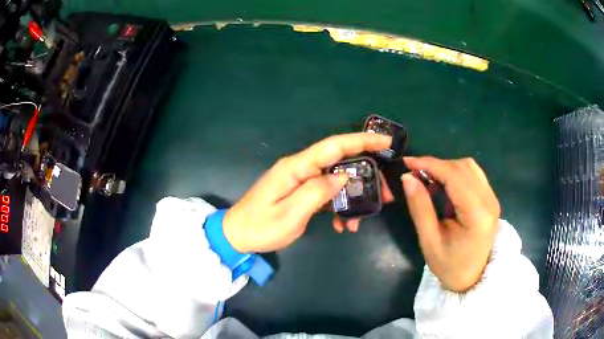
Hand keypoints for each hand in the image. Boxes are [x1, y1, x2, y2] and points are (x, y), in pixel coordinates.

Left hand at [223, 133, 392, 252]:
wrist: (237, 235)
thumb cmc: (260, 227)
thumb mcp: (290, 215)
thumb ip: (317, 192)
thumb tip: (343, 176)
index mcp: (296, 167)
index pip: (334, 146)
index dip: (362, 141)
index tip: (386, 141)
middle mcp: (300, 168)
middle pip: (340, 161)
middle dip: (366, 174)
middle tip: (386, 193)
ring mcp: (301, 179)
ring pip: (336, 180)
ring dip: (353, 197)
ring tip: (361, 220)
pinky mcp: (301, 191)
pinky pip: (326, 193)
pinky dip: (338, 206)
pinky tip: (341, 224)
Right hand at [401, 157, 500, 292]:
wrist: (472, 278)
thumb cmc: (449, 266)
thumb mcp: (429, 241)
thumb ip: (420, 208)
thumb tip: (408, 178)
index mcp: (477, 214)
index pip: (454, 176)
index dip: (430, 164)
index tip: (407, 162)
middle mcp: (489, 201)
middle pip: (462, 167)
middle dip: (436, 165)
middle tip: (414, 174)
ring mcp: (492, 198)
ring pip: (469, 167)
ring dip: (446, 168)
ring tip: (428, 180)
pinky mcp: (491, 199)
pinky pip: (473, 175)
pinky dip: (456, 174)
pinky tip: (444, 186)